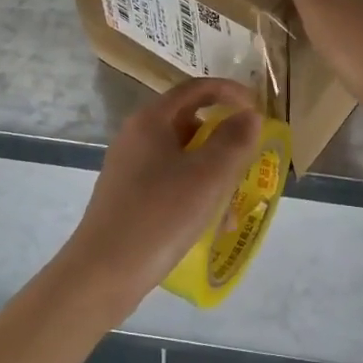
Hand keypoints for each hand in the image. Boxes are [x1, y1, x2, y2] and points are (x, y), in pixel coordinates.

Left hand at [55, 77, 262, 313]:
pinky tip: (212, 223)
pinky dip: (196, 191)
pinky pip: (172, 180)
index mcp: (151, 120)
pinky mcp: (129, 196)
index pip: (196, 89)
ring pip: (183, 155)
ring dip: (214, 170)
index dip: (231, 92)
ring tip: (234, 201)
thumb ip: (235, 140)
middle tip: (250, 157)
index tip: (258, 110)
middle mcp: (136, 136)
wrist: (103, 274)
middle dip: (224, 138)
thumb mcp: (209, 175)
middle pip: (190, 121)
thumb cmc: (160, 215)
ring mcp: (130, 168)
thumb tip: (250, 116)